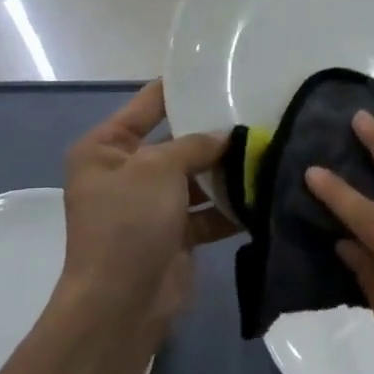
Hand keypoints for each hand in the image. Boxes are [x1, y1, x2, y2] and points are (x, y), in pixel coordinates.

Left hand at [53, 81, 236, 350]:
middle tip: (258, 114)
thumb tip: (227, 136)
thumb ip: (195, 144)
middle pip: (177, 143)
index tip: (217, 72)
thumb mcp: (158, 168)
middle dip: (214, 135)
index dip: (179, 88)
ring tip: (268, 152)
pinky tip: (263, 193)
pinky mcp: (175, 234)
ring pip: (196, 178)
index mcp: (105, 149)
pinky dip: (230, 207)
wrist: (122, 302)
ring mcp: (150, 206)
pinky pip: (207, 211)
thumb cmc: (128, 222)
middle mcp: (126, 173)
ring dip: (226, 173)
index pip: (147, 105)